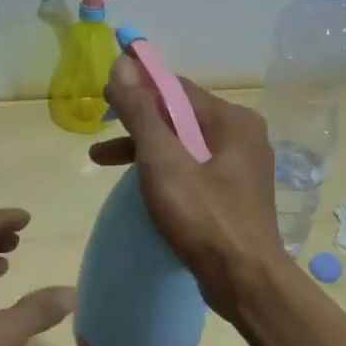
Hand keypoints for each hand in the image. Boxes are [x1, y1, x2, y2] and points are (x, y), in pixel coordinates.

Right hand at [88, 55, 283, 318]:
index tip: (103, 95)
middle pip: (179, 115)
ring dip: (144, 148)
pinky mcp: (233, 195)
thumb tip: (122, 63)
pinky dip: (162, 170)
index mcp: (232, 120)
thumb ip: (141, 111)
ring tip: (101, 159)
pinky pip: (192, 169)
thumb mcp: (163, 161)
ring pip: (183, 144)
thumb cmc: (204, 217)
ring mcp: (240, 167)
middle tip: (99, 130)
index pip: (176, 88)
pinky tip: (139, 185)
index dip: (138, 87)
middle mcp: (242, 136)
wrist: (246, 283)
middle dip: (136, 122)